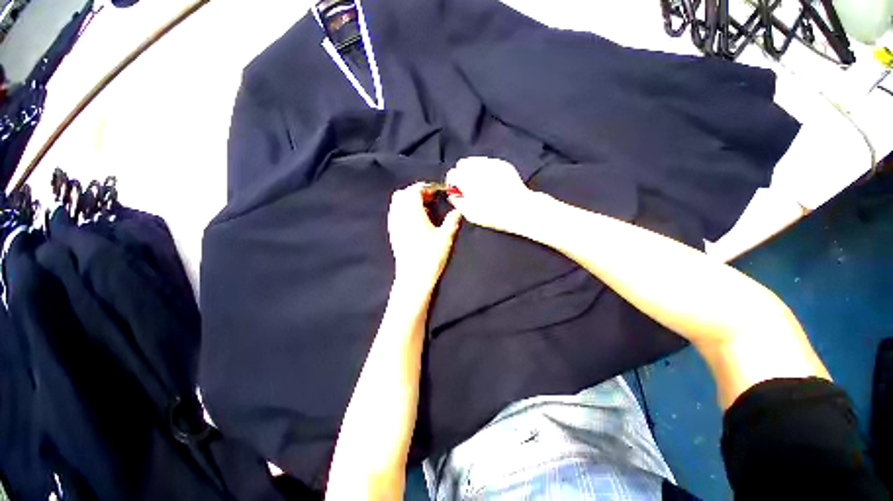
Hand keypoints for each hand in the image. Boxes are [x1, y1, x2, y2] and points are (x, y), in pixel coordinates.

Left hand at [387, 183, 461, 292]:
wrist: (413, 277)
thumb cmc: (430, 256)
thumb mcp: (446, 237)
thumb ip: (452, 220)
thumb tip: (458, 210)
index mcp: (412, 212)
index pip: (415, 190)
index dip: (427, 187)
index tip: (438, 192)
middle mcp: (400, 215)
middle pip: (404, 194)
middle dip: (417, 192)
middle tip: (432, 199)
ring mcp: (394, 225)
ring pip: (397, 203)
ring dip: (410, 201)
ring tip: (425, 209)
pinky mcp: (393, 233)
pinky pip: (395, 214)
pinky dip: (404, 210)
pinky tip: (416, 220)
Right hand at [445, 157, 534, 232]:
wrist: (520, 209)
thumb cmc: (494, 214)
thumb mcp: (471, 214)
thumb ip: (458, 202)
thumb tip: (453, 196)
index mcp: (467, 180)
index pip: (452, 174)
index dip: (453, 182)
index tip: (456, 190)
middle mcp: (478, 168)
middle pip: (462, 164)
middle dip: (462, 174)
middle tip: (468, 187)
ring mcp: (492, 164)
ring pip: (475, 161)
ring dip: (473, 170)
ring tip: (480, 184)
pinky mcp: (503, 164)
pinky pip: (489, 162)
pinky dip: (486, 170)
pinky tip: (491, 181)